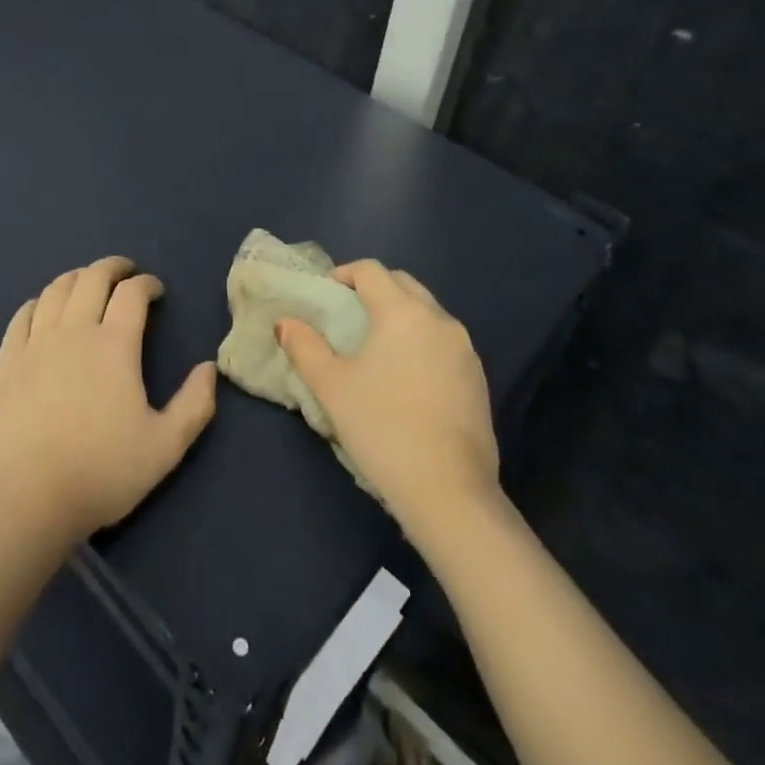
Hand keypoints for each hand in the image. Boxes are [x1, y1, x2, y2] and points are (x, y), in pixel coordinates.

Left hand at [0, 256, 217, 546]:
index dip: (147, 283)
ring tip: (87, 282)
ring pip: (56, 290)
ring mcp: (35, 343)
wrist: (27, 500)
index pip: (132, 293)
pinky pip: (21, 316)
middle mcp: (74, 331)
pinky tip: (43, 308)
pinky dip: (38, 302)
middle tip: (125, 272)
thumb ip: (194, 405)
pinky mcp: (7, 361)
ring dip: (77, 277)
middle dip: (113, 267)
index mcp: (114, 345)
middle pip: (92, 278)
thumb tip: (209, 368)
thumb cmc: (101, 472)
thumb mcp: (165, 446)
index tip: (155, 290)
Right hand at [277, 260, 499, 537]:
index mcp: (403, 313)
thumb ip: (304, 347)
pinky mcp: (479, 378)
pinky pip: (444, 341)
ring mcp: (465, 349)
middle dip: (374, 289)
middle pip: (404, 284)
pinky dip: (421, 341)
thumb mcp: (331, 386)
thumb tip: (284, 322)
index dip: (345, 273)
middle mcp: (439, 320)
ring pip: (427, 312)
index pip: (372, 271)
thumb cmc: (382, 428)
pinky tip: (406, 376)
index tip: (326, 293)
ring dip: (400, 314)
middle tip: (348, 313)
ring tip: (375, 345)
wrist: (450, 492)